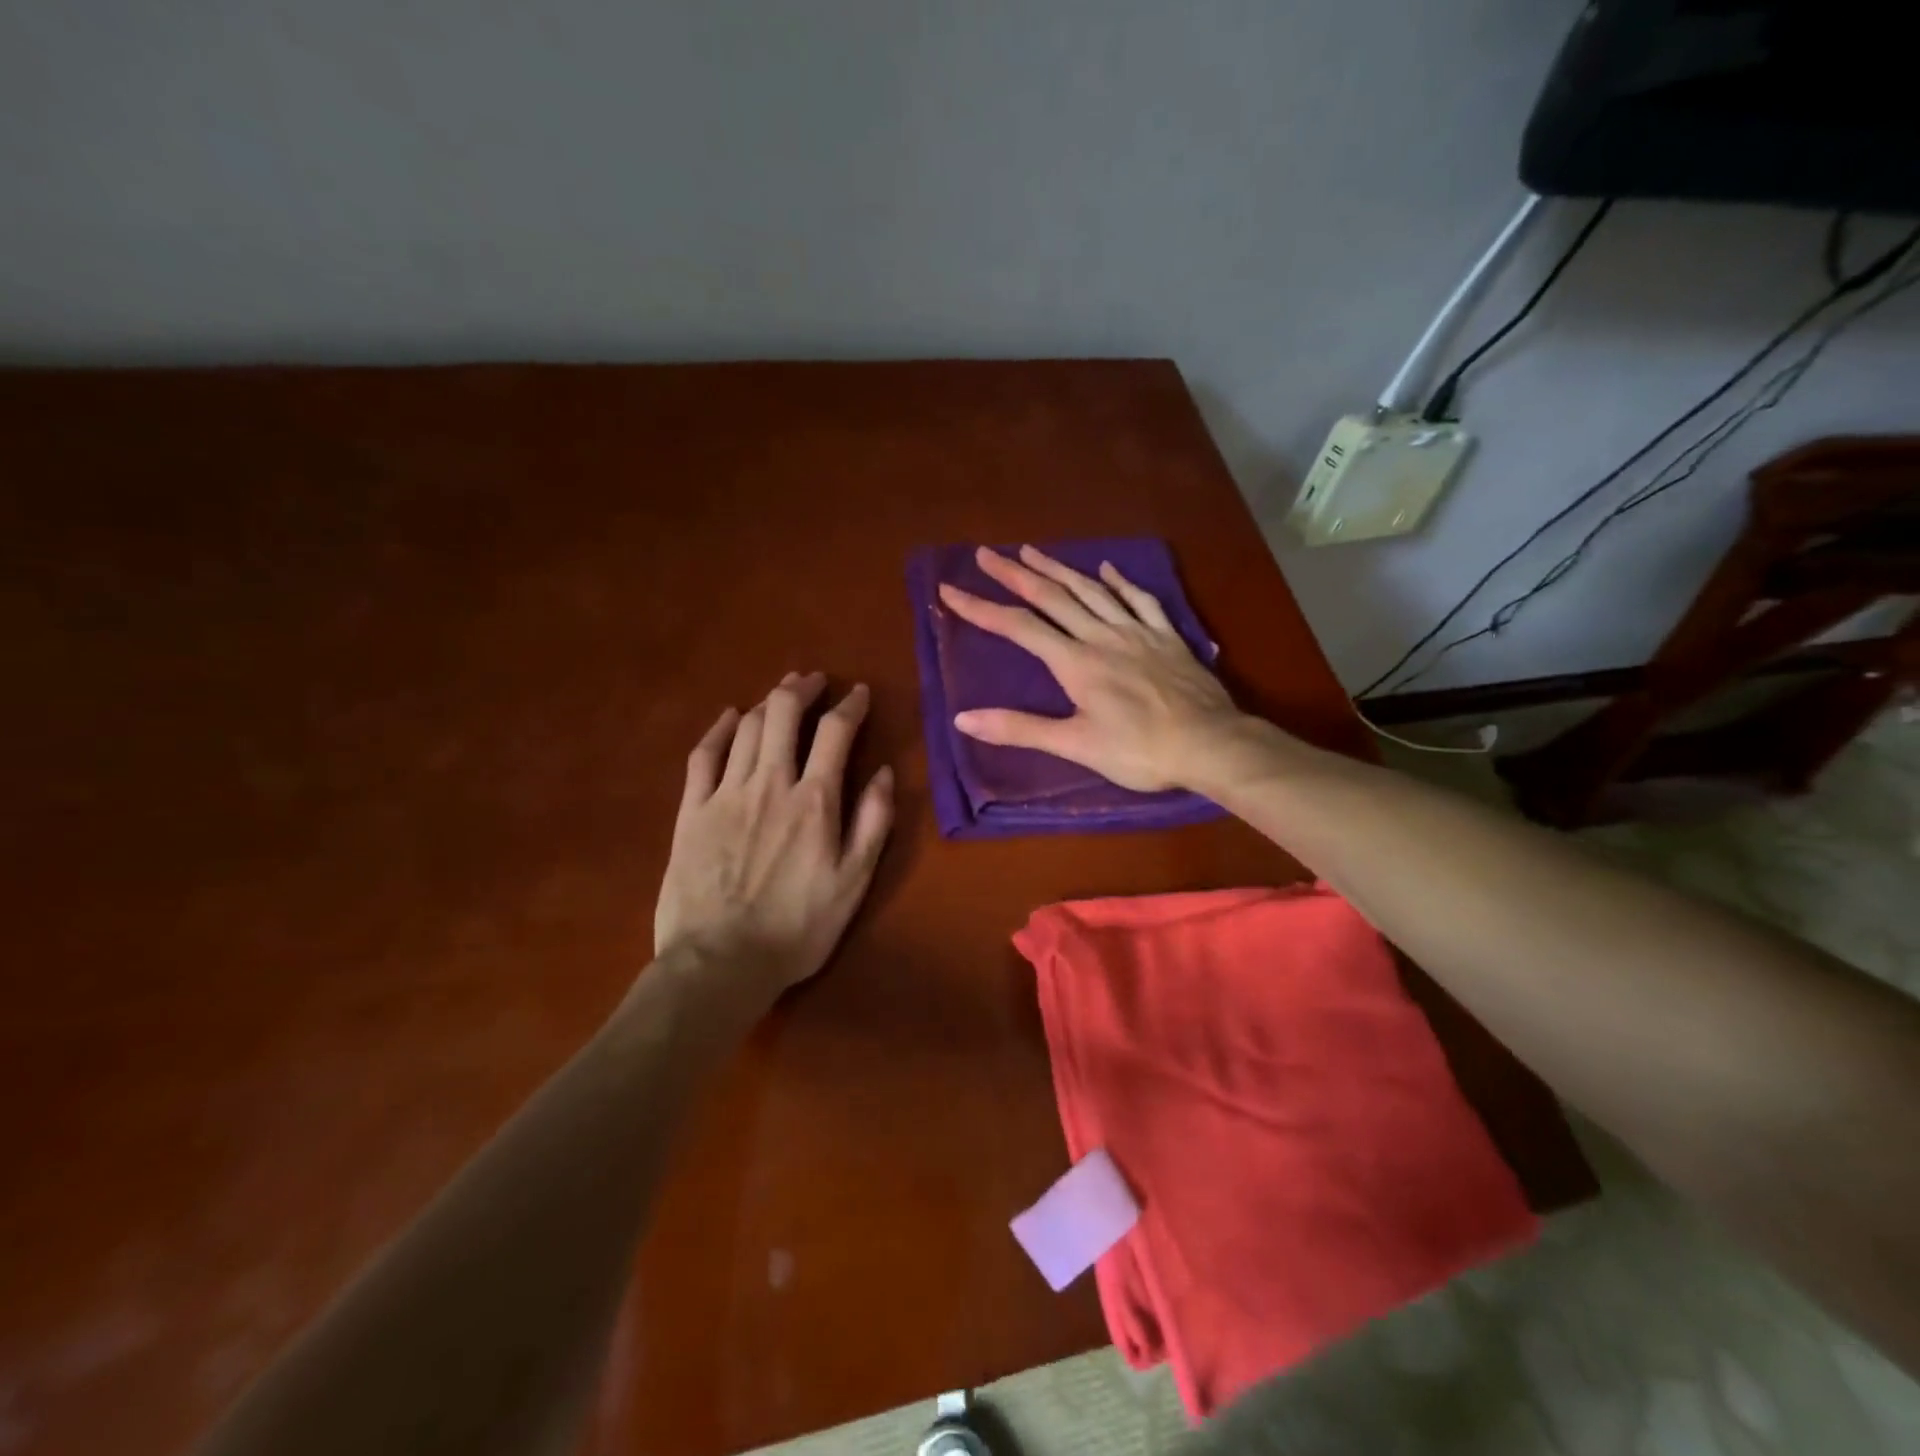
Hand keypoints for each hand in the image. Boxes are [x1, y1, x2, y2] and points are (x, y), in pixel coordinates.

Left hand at [655, 673, 893, 994]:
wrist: (720, 963)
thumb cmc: (797, 927)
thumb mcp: (854, 882)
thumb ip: (873, 822)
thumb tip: (886, 772)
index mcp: (814, 801)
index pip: (836, 732)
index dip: (850, 705)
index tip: (858, 693)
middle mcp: (769, 783)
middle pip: (784, 714)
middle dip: (802, 688)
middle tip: (815, 681)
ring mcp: (724, 794)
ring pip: (747, 727)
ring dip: (767, 702)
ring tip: (782, 693)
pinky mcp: (691, 811)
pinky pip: (703, 755)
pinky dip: (719, 729)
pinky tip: (730, 716)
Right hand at [938, 545, 1244, 791]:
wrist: (1210, 745)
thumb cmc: (1140, 751)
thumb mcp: (1075, 746)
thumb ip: (1019, 728)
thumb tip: (963, 717)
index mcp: (1076, 662)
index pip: (1018, 627)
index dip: (981, 608)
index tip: (949, 590)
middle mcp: (1102, 636)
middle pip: (1052, 596)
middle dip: (1014, 574)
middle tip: (986, 554)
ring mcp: (1137, 631)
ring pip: (1091, 590)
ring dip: (1059, 568)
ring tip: (1032, 551)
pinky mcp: (1166, 636)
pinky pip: (1140, 599)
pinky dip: (1120, 581)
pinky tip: (1108, 569)